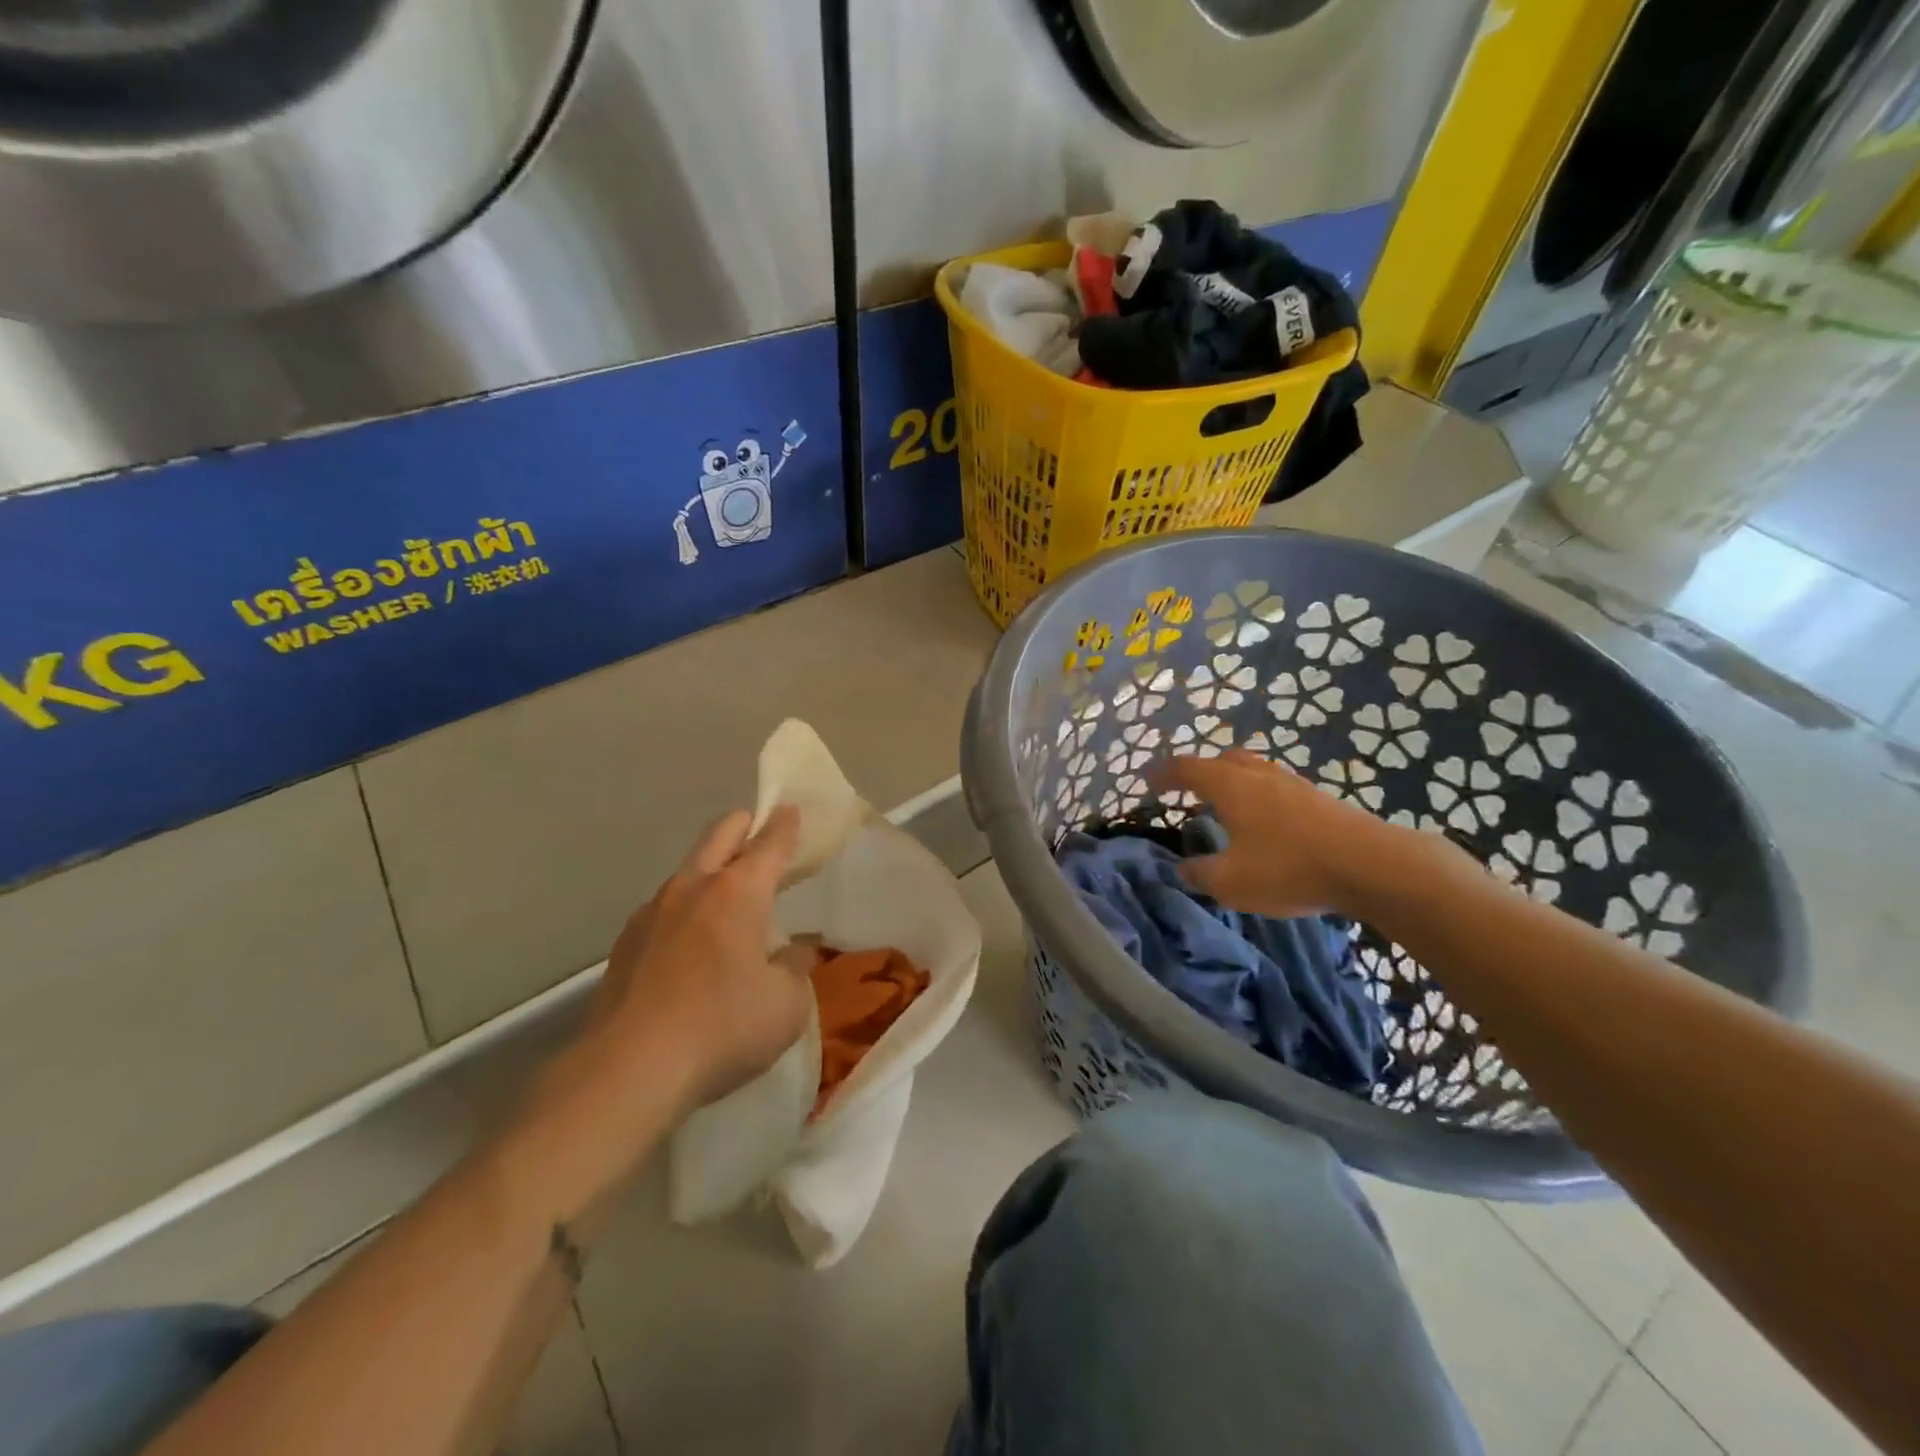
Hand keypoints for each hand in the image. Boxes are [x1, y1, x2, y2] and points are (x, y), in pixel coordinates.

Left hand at [585, 806, 809, 1113]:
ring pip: (688, 869)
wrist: (628, 1069)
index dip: (785, 824)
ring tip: (728, 896)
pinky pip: (664, 907)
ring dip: (711, 869)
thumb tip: (795, 951)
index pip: (769, 843)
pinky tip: (690, 942)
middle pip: (720, 834)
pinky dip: (686, 908)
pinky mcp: (626, 942)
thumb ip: (795, 969)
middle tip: (759, 830)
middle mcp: (693, 888)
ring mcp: (653, 912)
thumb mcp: (785, 1005)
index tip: (791, 809)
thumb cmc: (723, 1028)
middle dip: (744, 825)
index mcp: (738, 892)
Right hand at [1152, 750, 1396, 918]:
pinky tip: (1263, 822)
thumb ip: (1200, 874)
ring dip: (1231, 781)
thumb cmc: (1289, 868)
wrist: (1371, 865)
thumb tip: (1182, 867)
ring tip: (1223, 806)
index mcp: (1230, 785)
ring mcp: (1292, 783)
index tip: (1147, 783)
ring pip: (1251, 769)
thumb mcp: (1231, 882)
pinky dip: (1256, 795)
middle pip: (1221, 759)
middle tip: (1185, 790)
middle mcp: (1258, 774)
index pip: (1186, 768)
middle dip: (1199, 771)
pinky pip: (1274, 786)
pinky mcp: (1317, 798)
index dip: (1163, 774)